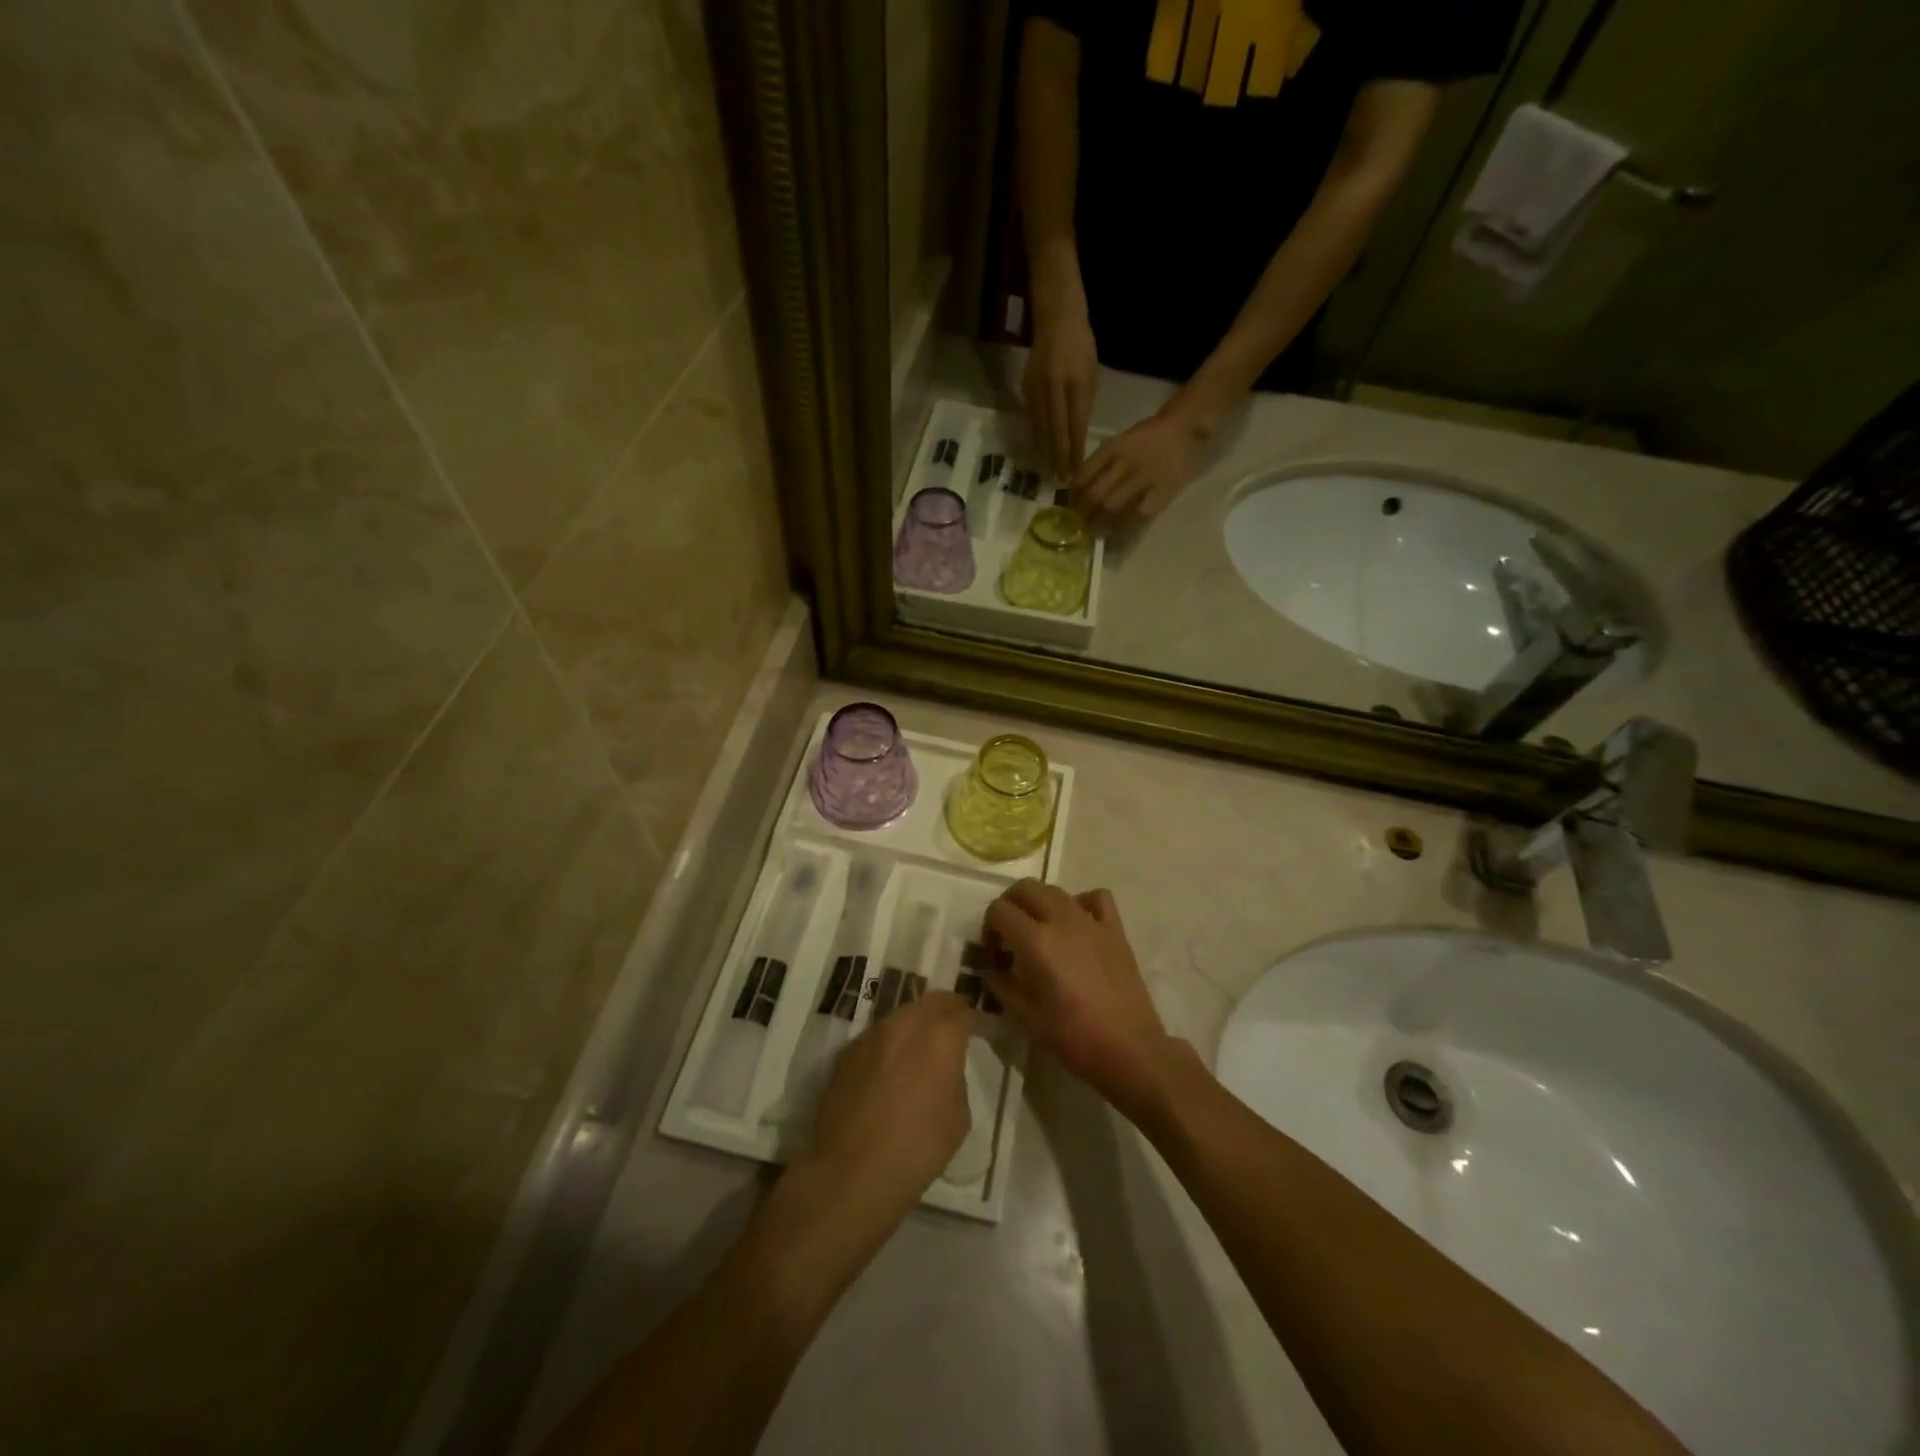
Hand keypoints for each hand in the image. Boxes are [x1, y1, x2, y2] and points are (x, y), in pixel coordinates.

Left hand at [793, 991, 973, 1231]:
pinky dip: (887, 1046)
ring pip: (900, 1017)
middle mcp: (905, 1023)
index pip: (961, 1010)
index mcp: (940, 1036)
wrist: (851, 1172)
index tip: (977, 1029)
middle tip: (950, 1030)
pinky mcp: (846, 1053)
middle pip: (929, 1003)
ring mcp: (872, 1035)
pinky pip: (875, 1038)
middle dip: (943, 1011)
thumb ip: (955, 1078)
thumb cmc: (918, 1149)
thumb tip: (944, 1068)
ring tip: (917, 1051)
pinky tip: (887, 1073)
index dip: (971, 1019)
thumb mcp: (958, 1118)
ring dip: (913, 1026)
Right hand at [983, 883, 1178, 1120]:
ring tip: (1039, 932)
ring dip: (1039, 903)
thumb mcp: (1027, 1017)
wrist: (1130, 1049)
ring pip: (1056, 890)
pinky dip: (1080, 902)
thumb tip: (989, 969)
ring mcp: (1091, 921)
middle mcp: (1062, 920)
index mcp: (1036, 942)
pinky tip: (1077, 925)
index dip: (989, 928)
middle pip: (1025, 888)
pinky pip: (1096, 898)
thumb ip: (1002, 986)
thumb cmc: (1075, 1038)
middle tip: (1009, 936)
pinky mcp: (1115, 929)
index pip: (999, 911)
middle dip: (1009, 906)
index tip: (994, 954)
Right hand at [1023, 304, 1098, 480]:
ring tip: (1049, 472)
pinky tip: (1039, 451)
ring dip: (1045, 452)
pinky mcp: (1026, 389)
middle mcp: (1055, 387)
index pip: (1076, 425)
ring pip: (1041, 428)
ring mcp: (1038, 388)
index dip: (1076, 449)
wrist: (1056, 319)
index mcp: (1076, 383)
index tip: (1077, 470)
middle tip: (1061, 480)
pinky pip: (1032, 419)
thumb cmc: (1082, 346)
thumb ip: (1084, 404)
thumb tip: (1077, 434)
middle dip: (1059, 458)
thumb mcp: (1092, 374)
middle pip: (1056, 431)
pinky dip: (1037, 437)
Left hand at [1073, 409, 1206, 523]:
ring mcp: (1144, 477)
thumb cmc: (1148, 437)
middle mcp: (1125, 462)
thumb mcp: (1120, 441)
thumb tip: (1076, 489)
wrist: (1184, 429)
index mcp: (1112, 448)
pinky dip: (1126, 525)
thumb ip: (1100, 462)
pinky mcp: (1162, 491)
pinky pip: (1139, 514)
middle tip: (1080, 524)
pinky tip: (1119, 531)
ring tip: (1095, 532)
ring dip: (1100, 523)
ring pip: (1113, 506)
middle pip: (1095, 494)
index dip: (1074, 495)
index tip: (1071, 506)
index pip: (1084, 476)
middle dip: (1083, 513)